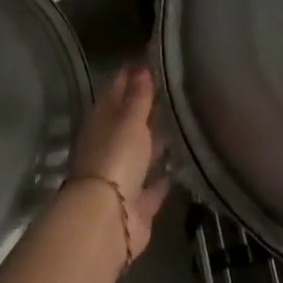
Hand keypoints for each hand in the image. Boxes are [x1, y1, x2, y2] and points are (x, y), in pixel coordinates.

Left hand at [67, 66, 170, 255]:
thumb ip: (138, 96)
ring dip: (156, 145)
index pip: (114, 93)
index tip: (148, 63)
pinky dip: (162, 179)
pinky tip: (179, 168)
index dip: (129, 78)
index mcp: (101, 123)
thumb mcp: (129, 120)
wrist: (106, 219)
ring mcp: (120, 178)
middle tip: (173, 94)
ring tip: (181, 127)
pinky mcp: (135, 205)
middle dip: (145, 112)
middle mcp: (107, 148)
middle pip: (127, 125)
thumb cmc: (116, 158)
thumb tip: (139, 66)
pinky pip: (151, 187)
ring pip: (140, 156)